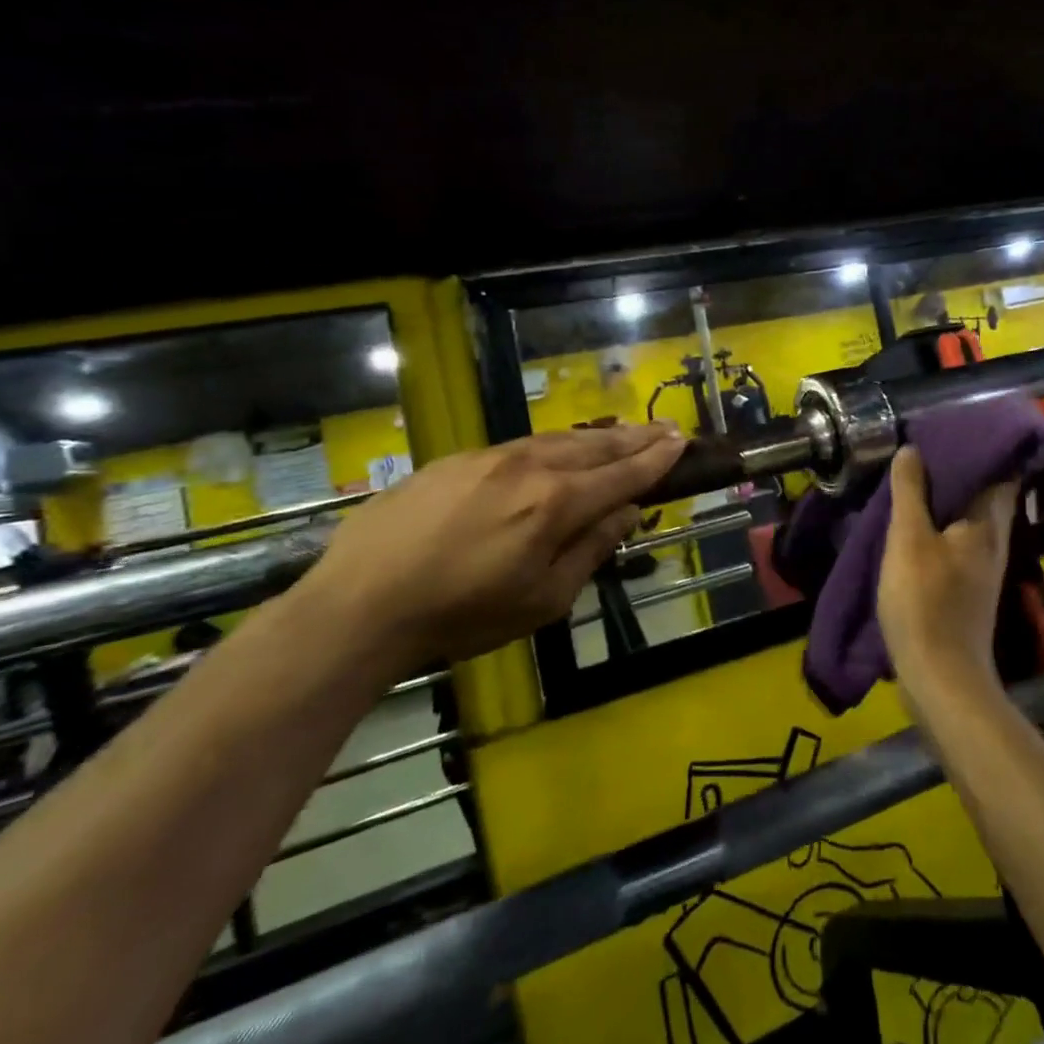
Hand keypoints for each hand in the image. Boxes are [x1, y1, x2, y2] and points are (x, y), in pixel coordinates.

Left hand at [290, 423, 685, 676]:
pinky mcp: (457, 460)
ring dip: (598, 436)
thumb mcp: (542, 601)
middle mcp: (530, 467)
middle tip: (666, 427)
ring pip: (558, 439)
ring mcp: (490, 458)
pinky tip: (559, 448)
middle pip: (595, 446)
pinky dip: (554, 443)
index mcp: (556, 504)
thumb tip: (627, 512)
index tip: (680, 442)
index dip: (655, 459)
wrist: (363, 603)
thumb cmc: (462, 615)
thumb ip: (590, 549)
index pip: (622, 474)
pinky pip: (521, 445)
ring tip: (624, 431)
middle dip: (636, 436)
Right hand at [876, 446, 1018, 721]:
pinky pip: (956, 542)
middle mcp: (993, 543)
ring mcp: (982, 569)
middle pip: (984, 496)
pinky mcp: (967, 590)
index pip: (1001, 473)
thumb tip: (912, 450)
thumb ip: (911, 492)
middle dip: (961, 472)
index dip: (986, 448)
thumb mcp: (909, 539)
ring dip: (947, 500)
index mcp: (987, 525)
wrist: (939, 677)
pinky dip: (939, 526)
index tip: (958, 428)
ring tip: (915, 480)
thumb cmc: (925, 602)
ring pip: (968, 520)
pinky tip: (914, 526)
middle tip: (926, 449)